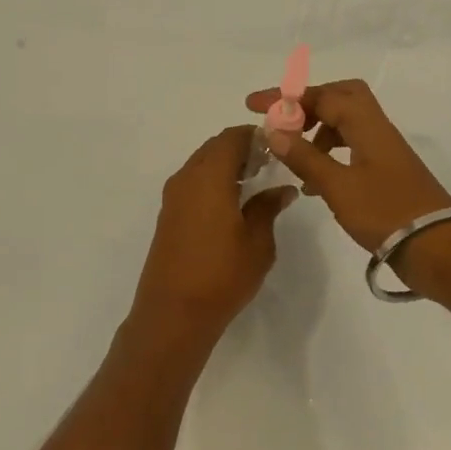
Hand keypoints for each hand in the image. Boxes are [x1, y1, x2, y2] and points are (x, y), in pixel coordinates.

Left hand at [131, 126, 298, 346]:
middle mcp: (186, 178)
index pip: (232, 138)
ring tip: (253, 183)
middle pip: (214, 147)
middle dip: (240, 149)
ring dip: (224, 165)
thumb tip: (282, 189)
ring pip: (201, 164)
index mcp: (209, 176)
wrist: (173, 313)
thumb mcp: (258, 242)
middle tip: (268, 164)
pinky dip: (212, 182)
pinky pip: (192, 183)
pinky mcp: (168, 215)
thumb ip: (268, 208)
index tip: (277, 145)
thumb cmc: (222, 274)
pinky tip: (231, 204)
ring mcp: (173, 197)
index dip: (255, 136)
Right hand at [242, 79, 450, 253]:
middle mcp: (377, 129)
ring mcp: (384, 150)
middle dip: (307, 103)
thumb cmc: (386, 212)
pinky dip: (329, 153)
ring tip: (292, 155)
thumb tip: (273, 130)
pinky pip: (352, 146)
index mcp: (367, 124)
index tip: (254, 105)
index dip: (285, 97)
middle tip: (283, 121)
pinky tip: (313, 181)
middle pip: (341, 96)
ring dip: (317, 130)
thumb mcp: (337, 186)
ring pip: (347, 122)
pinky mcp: (386, 171)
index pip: (321, 95)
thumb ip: (304, 157)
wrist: (438, 249)